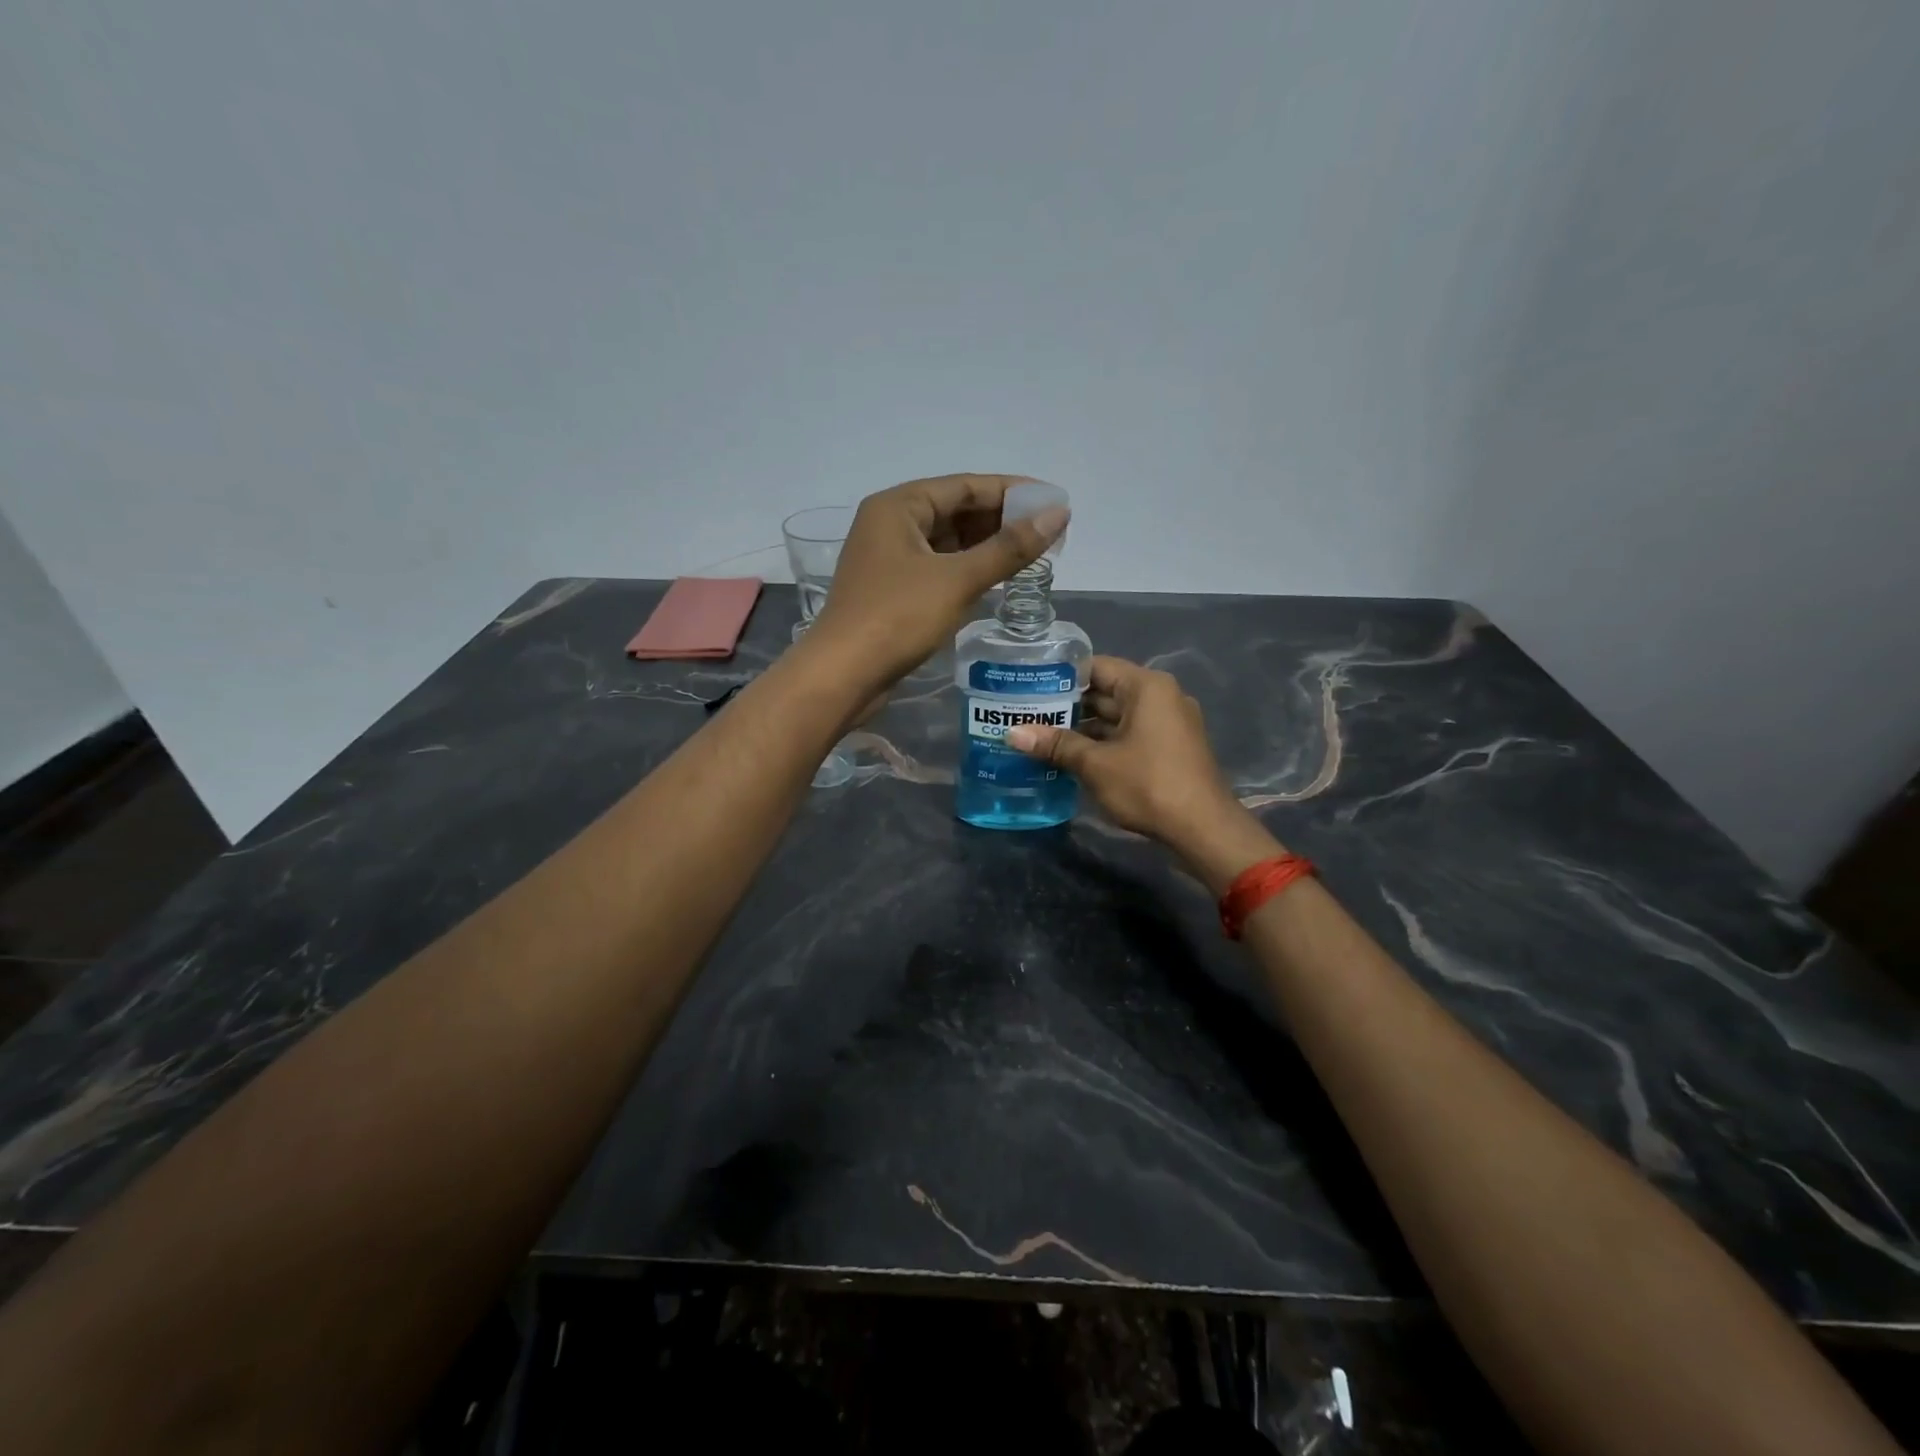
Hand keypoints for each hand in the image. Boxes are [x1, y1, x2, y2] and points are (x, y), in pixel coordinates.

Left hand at [811, 474, 1067, 683]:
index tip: (1054, 503)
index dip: (1013, 492)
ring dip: (987, 547)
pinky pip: (939, 568)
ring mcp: (889, 559)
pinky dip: (968, 570)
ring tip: (1033, 555)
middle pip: (956, 511)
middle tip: (1050, 533)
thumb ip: (1009, 547)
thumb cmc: (897, 617)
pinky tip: (998, 579)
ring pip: (948, 543)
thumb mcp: (958, 579)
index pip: (965, 485)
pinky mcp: (893, 591)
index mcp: (899, 506)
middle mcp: (890, 524)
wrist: (843, 675)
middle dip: (1002, 520)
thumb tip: (1059, 513)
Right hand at [1007, 657, 1280, 885]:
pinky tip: (1071, 756)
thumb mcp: (1096, 764)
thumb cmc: (1148, 785)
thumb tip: (1012, 734)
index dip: (1060, 676)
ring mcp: (1168, 723)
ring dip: (1083, 728)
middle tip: (1026, 714)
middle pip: (1106, 691)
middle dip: (1068, 705)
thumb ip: (1056, 744)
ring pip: (1116, 716)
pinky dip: (1103, 742)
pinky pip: (1129, 734)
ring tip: (1040, 736)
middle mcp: (1160, 696)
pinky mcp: (1170, 748)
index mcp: (1146, 687)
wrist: (1203, 828)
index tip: (1028, 686)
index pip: (1096, 667)